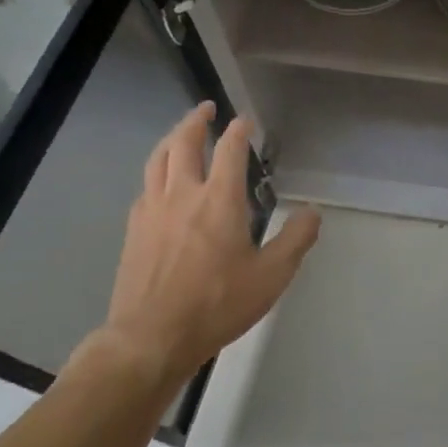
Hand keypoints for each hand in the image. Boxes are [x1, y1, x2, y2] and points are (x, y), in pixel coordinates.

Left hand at [99, 103, 320, 379]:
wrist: (151, 337)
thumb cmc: (216, 304)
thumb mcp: (271, 276)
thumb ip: (296, 239)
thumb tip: (313, 212)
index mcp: (219, 199)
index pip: (229, 149)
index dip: (239, 129)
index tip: (246, 120)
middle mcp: (183, 194)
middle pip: (184, 142)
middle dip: (196, 120)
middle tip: (206, 108)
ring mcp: (152, 210)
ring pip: (158, 159)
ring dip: (172, 139)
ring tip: (181, 133)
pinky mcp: (134, 229)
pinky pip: (145, 186)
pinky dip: (157, 172)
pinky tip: (161, 182)